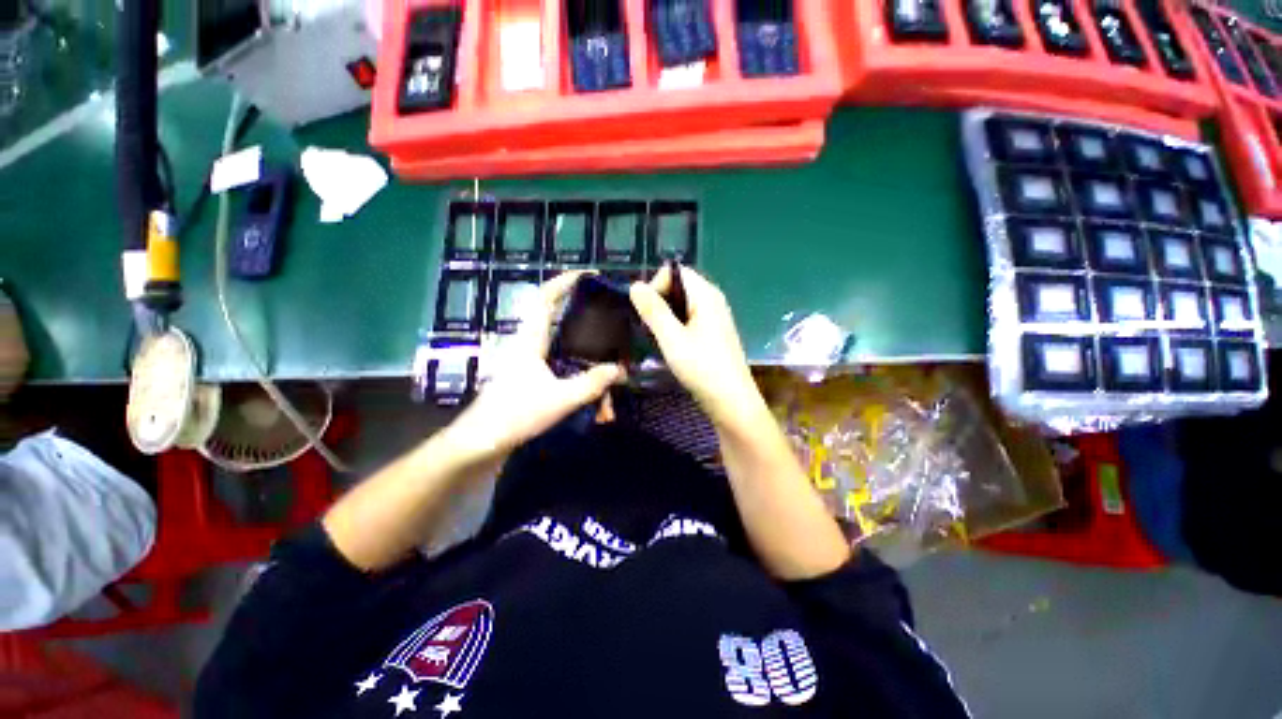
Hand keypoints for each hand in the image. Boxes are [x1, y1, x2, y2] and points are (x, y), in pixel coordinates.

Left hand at [448, 271, 622, 458]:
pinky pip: (558, 364)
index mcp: (530, 339)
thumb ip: (592, 384)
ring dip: (582, 350)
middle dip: (579, 312)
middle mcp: (527, 344)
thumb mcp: (560, 399)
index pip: (545, 298)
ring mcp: (527, 362)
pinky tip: (593, 392)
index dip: (564, 282)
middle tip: (607, 315)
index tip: (588, 275)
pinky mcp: (529, 378)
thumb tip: (619, 370)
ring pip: (559, 345)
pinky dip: (577, 371)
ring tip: (604, 354)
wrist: (480, 443)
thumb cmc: (515, 414)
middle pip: (554, 317)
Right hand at [630, 265, 763, 428]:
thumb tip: (635, 285)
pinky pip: (689, 319)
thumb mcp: (672, 338)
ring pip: (682, 305)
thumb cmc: (702, 368)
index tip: (646, 311)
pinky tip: (670, 345)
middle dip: (659, 302)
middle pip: (679, 287)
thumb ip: (653, 310)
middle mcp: (713, 301)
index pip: (676, 272)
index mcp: (706, 295)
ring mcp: (715, 318)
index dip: (657, 285)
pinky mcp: (713, 334)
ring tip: (657, 337)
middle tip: (648, 327)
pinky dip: (675, 326)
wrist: (731, 401)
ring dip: (665, 316)